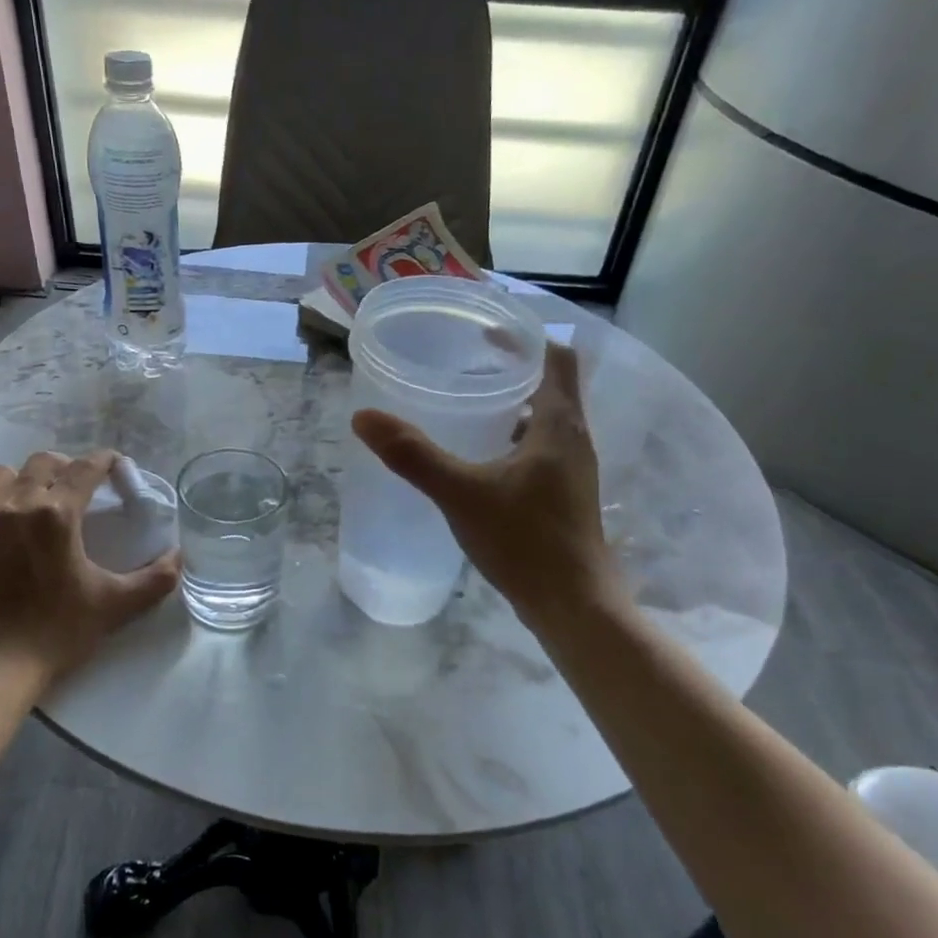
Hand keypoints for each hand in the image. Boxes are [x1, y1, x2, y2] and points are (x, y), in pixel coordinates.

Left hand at [0, 450, 179, 684]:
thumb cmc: (58, 633)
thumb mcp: (115, 606)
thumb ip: (155, 579)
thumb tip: (178, 557)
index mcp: (57, 514)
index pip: (85, 467)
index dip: (104, 461)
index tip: (114, 465)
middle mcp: (16, 506)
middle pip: (43, 463)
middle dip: (66, 468)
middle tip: (79, 489)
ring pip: (3, 476)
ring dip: (25, 481)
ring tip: (36, 503)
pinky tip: (7, 536)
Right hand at [351, 343, 626, 634]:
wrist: (573, 606)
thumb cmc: (524, 541)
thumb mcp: (461, 493)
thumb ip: (413, 455)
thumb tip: (363, 417)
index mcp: (559, 425)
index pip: (556, 358)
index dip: (526, 338)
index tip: (486, 331)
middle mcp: (574, 440)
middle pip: (551, 386)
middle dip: (513, 369)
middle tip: (466, 363)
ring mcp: (572, 471)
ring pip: (546, 421)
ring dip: (514, 406)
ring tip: (468, 404)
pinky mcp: (565, 497)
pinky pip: (540, 450)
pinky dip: (514, 439)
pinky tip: (480, 458)